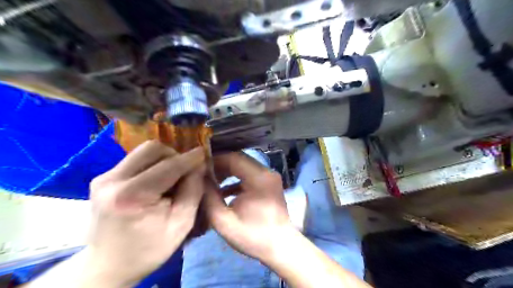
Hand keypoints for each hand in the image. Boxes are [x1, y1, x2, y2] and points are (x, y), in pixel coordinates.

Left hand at [84, 141, 205, 286]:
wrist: (107, 265)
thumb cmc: (149, 249)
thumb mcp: (181, 224)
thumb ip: (193, 191)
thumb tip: (199, 165)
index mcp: (131, 196)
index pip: (168, 166)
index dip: (190, 158)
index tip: (204, 152)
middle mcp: (112, 180)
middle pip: (152, 149)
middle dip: (174, 156)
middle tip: (184, 172)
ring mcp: (103, 177)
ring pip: (143, 151)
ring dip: (163, 159)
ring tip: (171, 178)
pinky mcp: (102, 178)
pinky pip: (135, 160)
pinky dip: (152, 165)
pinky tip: (156, 182)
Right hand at [203, 153, 294, 263]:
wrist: (281, 247)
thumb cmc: (253, 236)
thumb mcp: (224, 221)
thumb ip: (209, 198)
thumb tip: (200, 179)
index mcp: (259, 178)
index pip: (234, 158)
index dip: (215, 160)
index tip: (199, 168)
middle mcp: (267, 172)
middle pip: (239, 160)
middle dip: (220, 166)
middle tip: (203, 175)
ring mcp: (270, 177)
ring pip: (244, 166)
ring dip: (227, 172)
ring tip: (211, 182)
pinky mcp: (269, 183)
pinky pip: (250, 175)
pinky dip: (236, 180)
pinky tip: (224, 191)